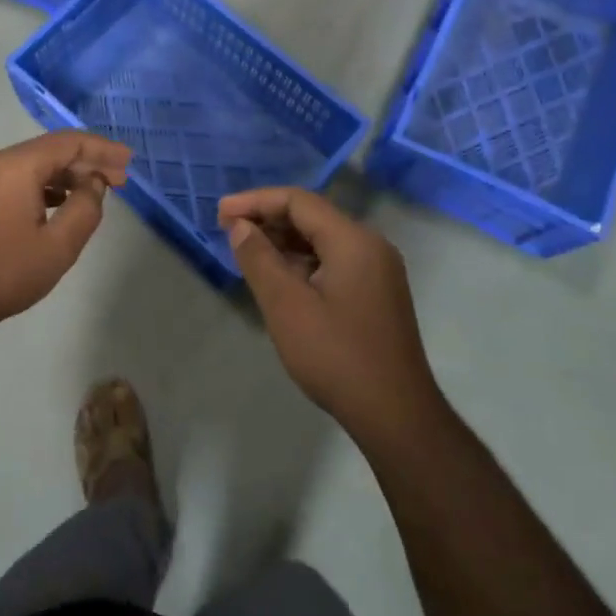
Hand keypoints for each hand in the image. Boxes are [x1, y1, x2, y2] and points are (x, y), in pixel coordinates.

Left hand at [0, 131, 131, 338]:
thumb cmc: (2, 273)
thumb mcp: (57, 246)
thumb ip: (85, 208)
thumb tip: (93, 184)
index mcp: (16, 165)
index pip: (68, 142)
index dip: (103, 149)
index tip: (129, 161)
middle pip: (50, 151)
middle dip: (87, 163)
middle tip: (120, 180)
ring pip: (33, 166)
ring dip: (66, 177)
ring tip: (95, 193)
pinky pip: (17, 180)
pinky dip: (44, 187)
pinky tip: (60, 205)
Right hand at [218, 187, 438, 442]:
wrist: (395, 414)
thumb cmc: (336, 356)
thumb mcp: (286, 306)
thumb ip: (259, 259)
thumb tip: (241, 226)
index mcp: (353, 240)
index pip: (298, 201)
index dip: (255, 201)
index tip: (220, 212)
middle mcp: (370, 246)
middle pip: (312, 216)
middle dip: (268, 218)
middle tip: (228, 230)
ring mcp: (377, 270)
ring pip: (322, 239)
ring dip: (283, 240)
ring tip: (246, 251)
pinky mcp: (376, 293)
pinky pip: (333, 261)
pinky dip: (301, 261)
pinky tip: (277, 276)